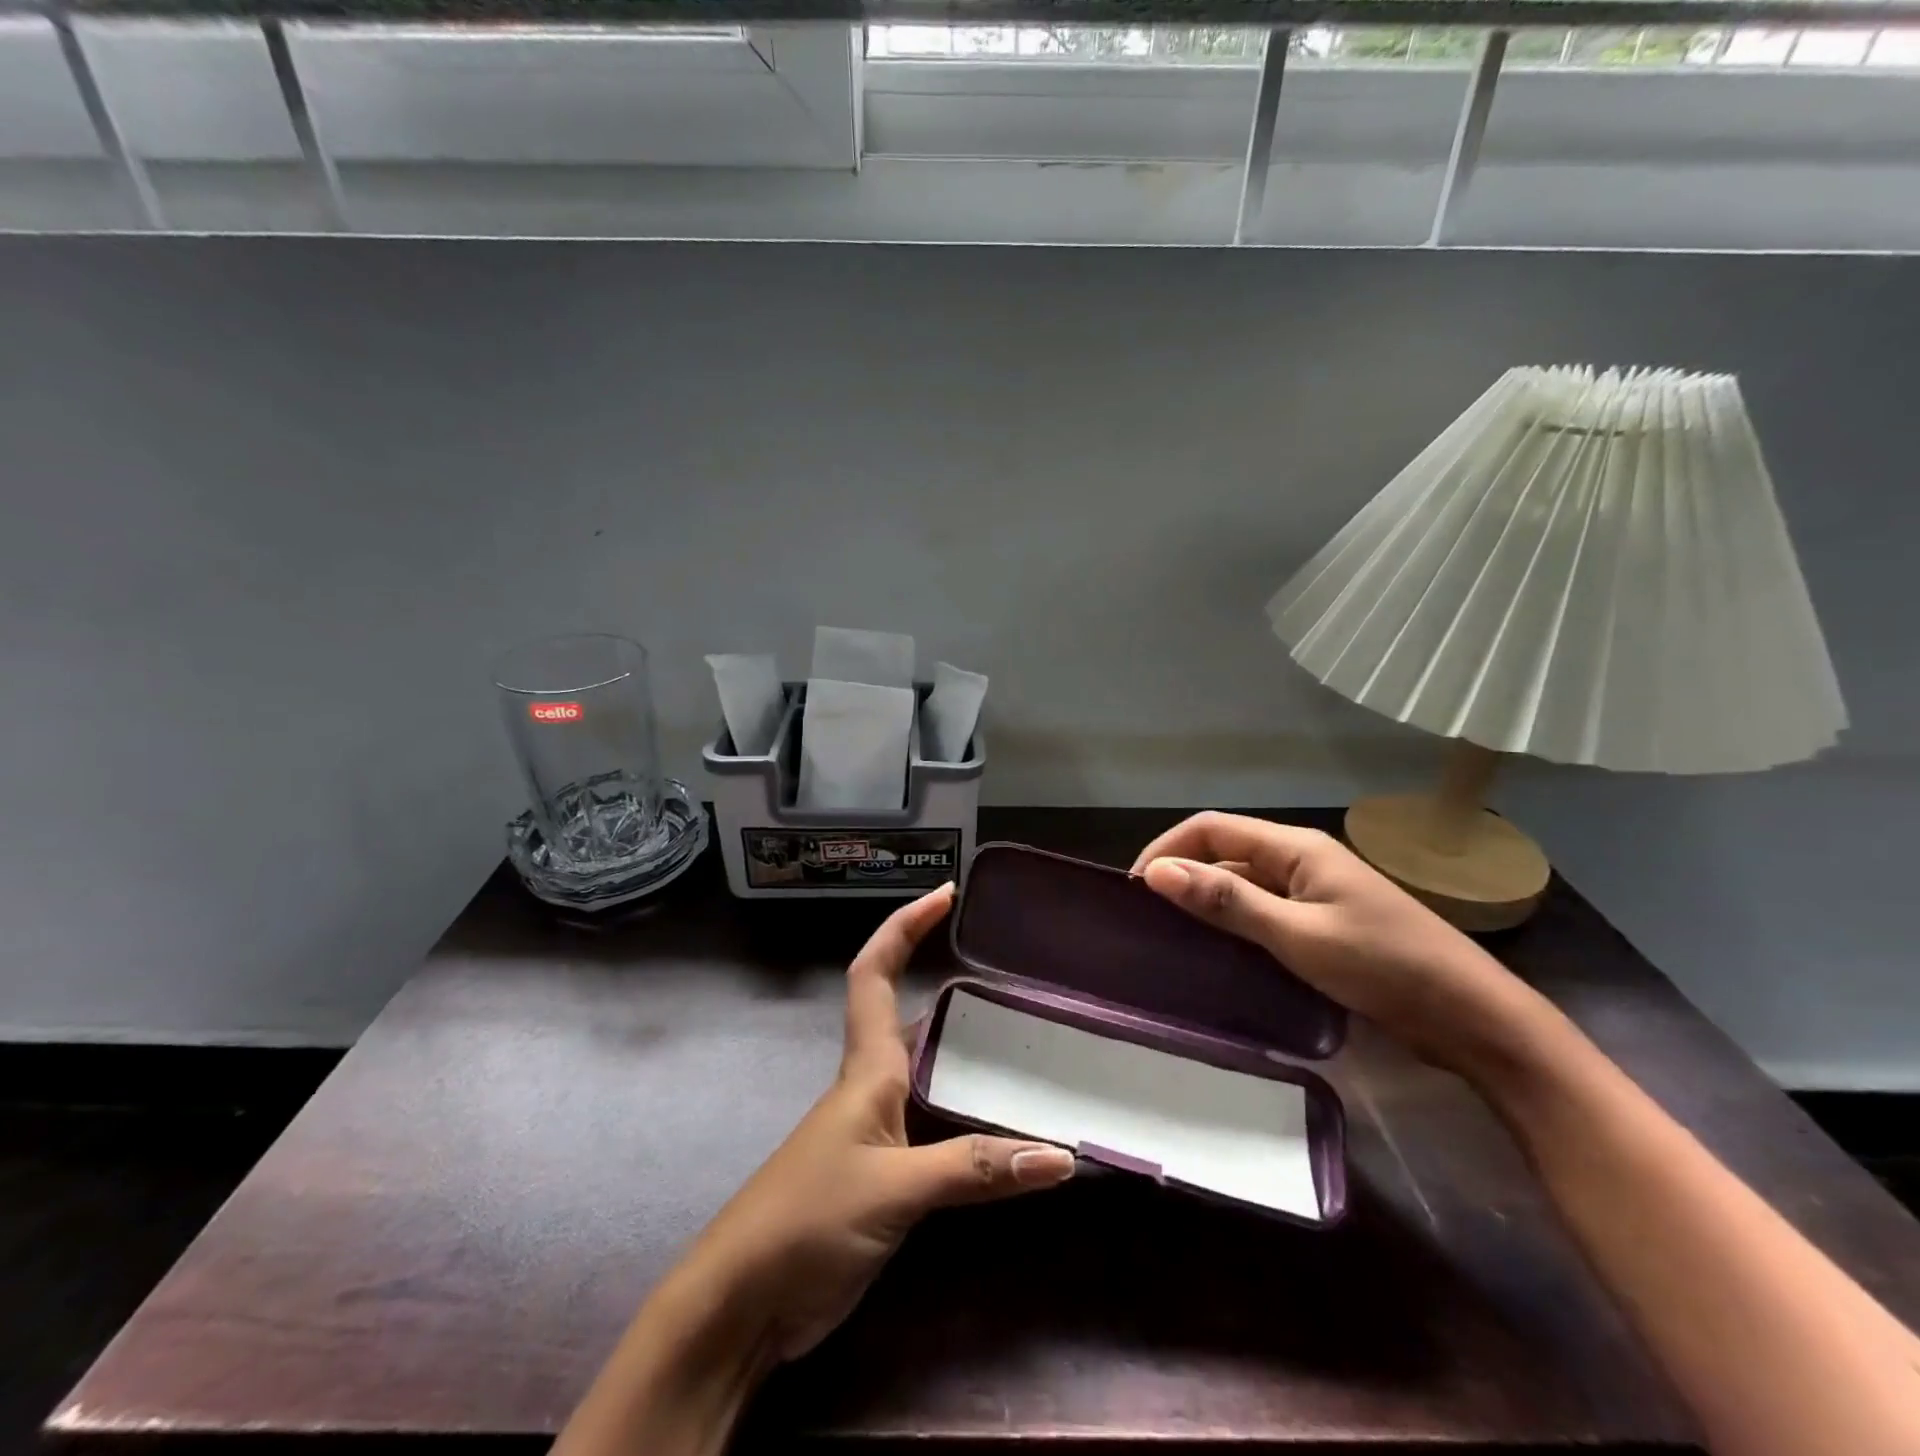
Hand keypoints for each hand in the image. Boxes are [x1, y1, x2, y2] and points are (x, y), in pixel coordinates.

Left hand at [680, 884, 1074, 1361]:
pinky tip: (1004, 1126)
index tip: (945, 895)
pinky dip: (968, 1113)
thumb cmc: (807, 1220)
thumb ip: (974, 1169)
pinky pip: (936, 1123)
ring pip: (927, 1070)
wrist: (742, 1304)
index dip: (904, 926)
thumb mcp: (894, 1188)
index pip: (874, 972)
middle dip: (950, 985)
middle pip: (908, 1014)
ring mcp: (876, 1130)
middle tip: (1013, 979)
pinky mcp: (884, 1173)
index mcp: (866, 1067)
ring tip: (1026, 1042)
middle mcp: (871, 1085)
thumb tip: (1062, 1156)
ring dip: (966, 1051)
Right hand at [1131, 812, 1550, 1078]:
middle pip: (1225, 852)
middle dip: (1183, 875)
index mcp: (1296, 848)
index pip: (1211, 828)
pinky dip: (1234, 923)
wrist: (1472, 1017)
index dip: (1168, 849)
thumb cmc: (1384, 966)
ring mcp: (1314, 892)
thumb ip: (1227, 901)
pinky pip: (1263, 910)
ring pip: (1243, 883)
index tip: (1135, 890)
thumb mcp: (1298, 935)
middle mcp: (1301, 860)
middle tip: (1148, 919)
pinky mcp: (1323, 923)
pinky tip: (1219, 952)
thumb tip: (1156, 873)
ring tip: (1172, 935)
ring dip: (1207, 901)